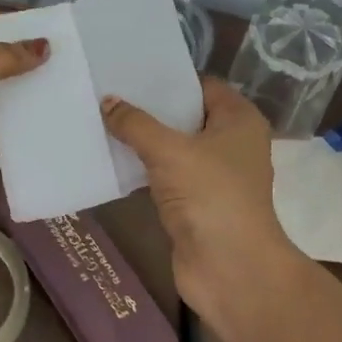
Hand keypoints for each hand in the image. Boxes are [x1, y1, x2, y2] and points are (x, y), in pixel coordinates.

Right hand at [101, 79, 302, 323]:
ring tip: (102, 122)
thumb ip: (136, 124)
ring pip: (174, 149)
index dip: (169, 80)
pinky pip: (166, 177)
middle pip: (187, 117)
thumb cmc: (210, 195)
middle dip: (150, 110)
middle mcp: (232, 144)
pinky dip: (144, 170)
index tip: (130, 74)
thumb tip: (108, 101)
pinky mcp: (196, 204)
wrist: (230, 268)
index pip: (203, 86)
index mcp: (239, 120)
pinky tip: (113, 161)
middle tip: (108, 95)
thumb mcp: (169, 151)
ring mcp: (215, 177)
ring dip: (144, 142)